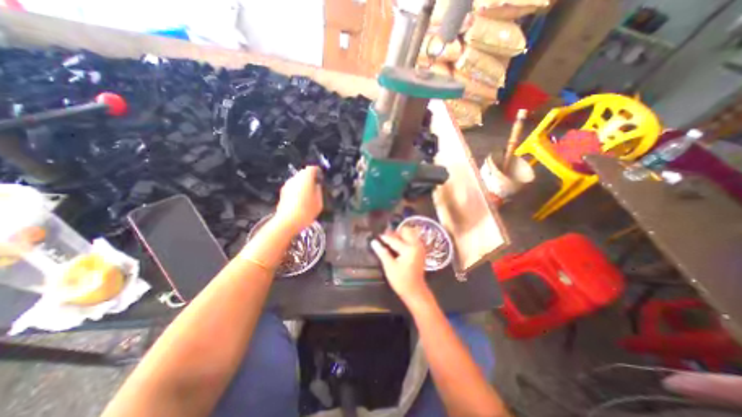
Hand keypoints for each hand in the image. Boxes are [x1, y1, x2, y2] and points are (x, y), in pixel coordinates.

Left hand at [273, 168, 322, 234]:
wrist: (288, 221)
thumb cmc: (307, 210)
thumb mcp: (319, 201)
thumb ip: (318, 191)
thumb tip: (316, 186)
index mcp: (306, 177)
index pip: (312, 168)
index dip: (318, 172)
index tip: (321, 177)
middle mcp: (295, 178)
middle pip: (303, 173)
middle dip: (309, 178)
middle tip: (316, 186)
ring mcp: (287, 185)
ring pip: (297, 181)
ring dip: (302, 185)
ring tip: (309, 195)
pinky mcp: (282, 193)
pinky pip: (292, 188)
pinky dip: (297, 191)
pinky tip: (301, 201)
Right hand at [370, 230, 428, 304]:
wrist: (415, 291)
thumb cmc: (401, 280)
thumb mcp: (389, 267)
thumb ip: (382, 253)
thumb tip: (373, 242)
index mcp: (409, 249)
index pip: (394, 239)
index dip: (385, 238)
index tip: (377, 235)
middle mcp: (416, 245)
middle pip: (405, 231)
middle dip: (395, 232)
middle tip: (385, 236)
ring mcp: (420, 248)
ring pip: (410, 234)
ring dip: (401, 235)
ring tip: (391, 240)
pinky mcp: (420, 251)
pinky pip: (413, 239)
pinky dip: (405, 239)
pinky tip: (398, 244)